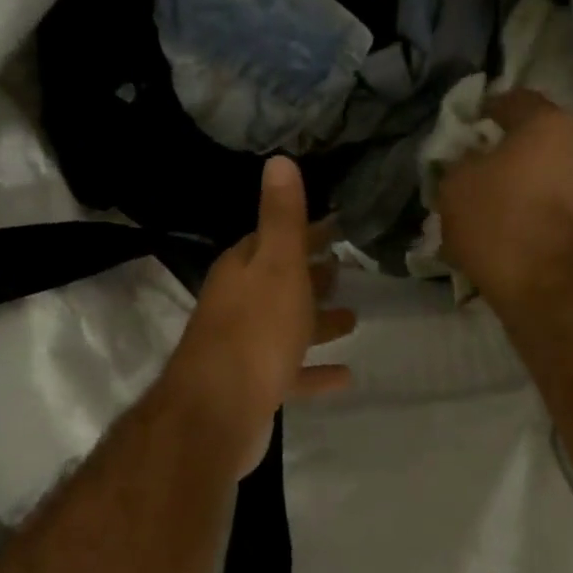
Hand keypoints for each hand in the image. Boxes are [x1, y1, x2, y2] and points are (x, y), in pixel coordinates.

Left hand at [161, 157, 354, 475]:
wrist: (218, 412)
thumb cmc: (255, 330)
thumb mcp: (277, 265)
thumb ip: (282, 218)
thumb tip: (279, 160)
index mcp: (242, 270)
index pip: (273, 239)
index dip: (304, 232)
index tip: (336, 227)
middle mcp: (239, 305)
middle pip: (279, 284)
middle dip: (310, 275)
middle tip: (344, 268)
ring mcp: (246, 349)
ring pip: (287, 328)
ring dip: (316, 322)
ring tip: (353, 317)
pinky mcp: (256, 387)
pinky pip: (292, 373)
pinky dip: (315, 372)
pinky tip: (346, 375)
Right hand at [436, 89, 572, 312]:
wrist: (544, 284)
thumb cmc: (497, 220)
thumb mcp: (454, 183)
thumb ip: (459, 160)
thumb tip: (470, 159)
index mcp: (547, 122)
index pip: (511, 99)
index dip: (483, 110)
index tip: (463, 128)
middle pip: (532, 137)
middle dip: (503, 149)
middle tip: (472, 166)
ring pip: (543, 170)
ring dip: (517, 180)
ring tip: (486, 201)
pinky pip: (551, 199)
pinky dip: (530, 205)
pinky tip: (505, 224)